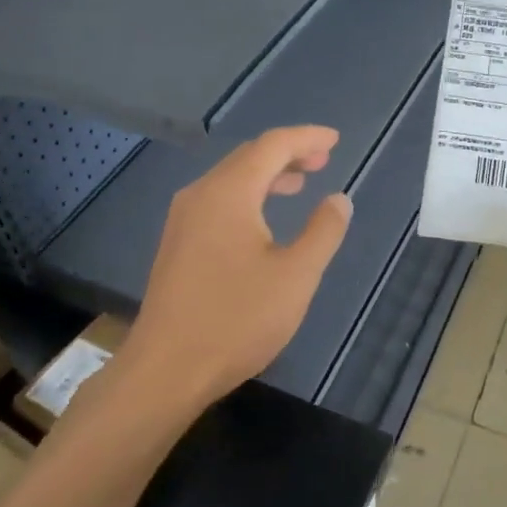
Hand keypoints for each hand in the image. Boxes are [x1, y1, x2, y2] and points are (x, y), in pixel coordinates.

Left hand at [126, 125, 352, 407]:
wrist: (167, 368)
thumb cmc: (237, 319)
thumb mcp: (296, 276)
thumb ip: (323, 231)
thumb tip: (338, 199)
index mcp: (229, 193)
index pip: (272, 146)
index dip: (306, 138)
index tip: (335, 140)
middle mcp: (200, 196)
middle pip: (248, 158)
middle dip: (287, 153)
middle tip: (323, 160)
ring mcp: (183, 220)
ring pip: (231, 180)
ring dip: (267, 175)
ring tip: (300, 182)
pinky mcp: (177, 245)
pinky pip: (218, 202)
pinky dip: (248, 197)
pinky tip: (263, 219)